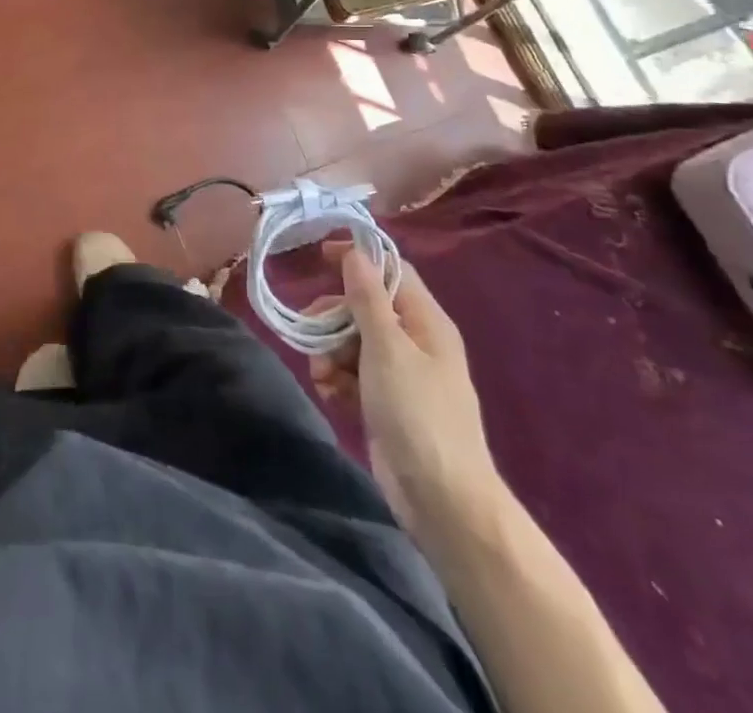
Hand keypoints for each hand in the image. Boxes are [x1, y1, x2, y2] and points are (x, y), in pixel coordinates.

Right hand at [306, 245, 499, 530]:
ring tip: (322, 377)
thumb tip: (355, 253)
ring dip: (330, 353)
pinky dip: (339, 381)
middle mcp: (415, 342)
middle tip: (310, 332)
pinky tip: (332, 396)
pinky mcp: (387, 404)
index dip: (357, 260)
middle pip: (365, 308)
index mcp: (425, 321)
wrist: (442, 500)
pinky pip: (354, 376)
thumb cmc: (417, 413)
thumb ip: (368, 298)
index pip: (391, 271)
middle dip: (333, 318)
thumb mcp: (387, 348)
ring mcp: (401, 375)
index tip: (319, 257)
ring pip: (353, 342)